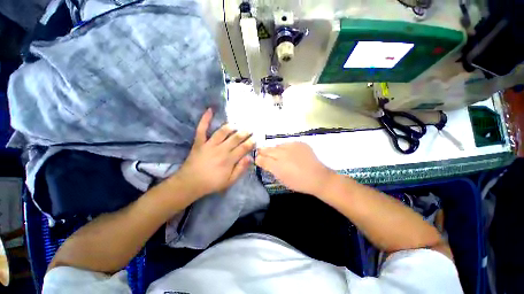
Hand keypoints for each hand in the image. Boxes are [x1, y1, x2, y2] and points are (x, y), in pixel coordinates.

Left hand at [173, 108, 254, 199]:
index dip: (250, 143)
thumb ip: (240, 169)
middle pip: (235, 138)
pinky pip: (202, 129)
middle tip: (250, 129)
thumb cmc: (212, 183)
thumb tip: (249, 158)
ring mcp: (209, 145)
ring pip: (222, 132)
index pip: (243, 148)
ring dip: (230, 127)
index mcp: (229, 160)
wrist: (190, 183)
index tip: (255, 138)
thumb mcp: (229, 181)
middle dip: (244, 133)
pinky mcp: (199, 142)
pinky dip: (205, 119)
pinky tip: (209, 110)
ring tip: (236, 124)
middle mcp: (221, 150)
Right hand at [255, 142, 334, 195]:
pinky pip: (288, 143)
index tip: (258, 158)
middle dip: (263, 151)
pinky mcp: (300, 143)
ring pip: (278, 145)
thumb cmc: (298, 182)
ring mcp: (292, 147)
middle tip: (261, 151)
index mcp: (278, 166)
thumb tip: (262, 161)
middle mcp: (283, 154)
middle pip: (268, 149)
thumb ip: (270, 168)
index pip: (262, 159)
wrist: (317, 177)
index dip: (258, 158)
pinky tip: (289, 152)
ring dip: (275, 149)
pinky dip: (286, 147)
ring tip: (277, 153)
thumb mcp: (281, 178)